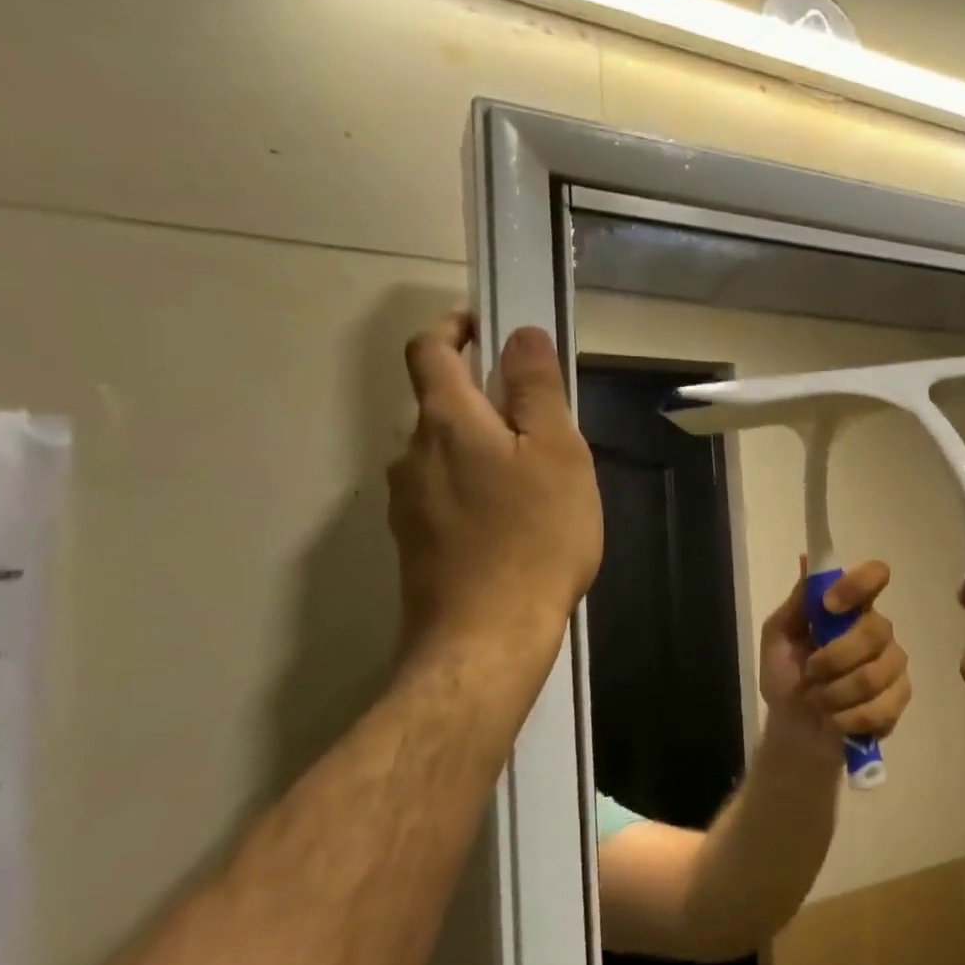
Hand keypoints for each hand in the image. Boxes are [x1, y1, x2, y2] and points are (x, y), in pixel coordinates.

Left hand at [387, 314, 602, 670]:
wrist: (488, 635)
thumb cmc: (536, 535)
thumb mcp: (557, 453)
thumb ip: (536, 389)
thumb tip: (520, 334)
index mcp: (446, 421)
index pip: (429, 351)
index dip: (453, 329)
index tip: (485, 329)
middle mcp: (412, 454)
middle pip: (441, 407)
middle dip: (484, 403)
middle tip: (541, 429)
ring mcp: (407, 503)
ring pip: (444, 456)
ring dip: (481, 452)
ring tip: (535, 486)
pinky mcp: (414, 543)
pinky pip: (444, 497)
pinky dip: (474, 492)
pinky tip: (512, 527)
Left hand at [760, 560, 910, 767]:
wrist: (793, 728)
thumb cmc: (786, 676)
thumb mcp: (778, 637)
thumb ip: (797, 603)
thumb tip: (807, 561)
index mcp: (852, 607)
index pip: (875, 575)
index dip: (857, 585)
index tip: (829, 605)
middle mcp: (878, 629)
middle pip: (875, 631)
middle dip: (834, 659)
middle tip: (810, 673)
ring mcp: (893, 664)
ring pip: (873, 675)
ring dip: (834, 694)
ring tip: (818, 701)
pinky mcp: (899, 698)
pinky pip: (880, 708)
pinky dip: (847, 719)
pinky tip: (834, 720)